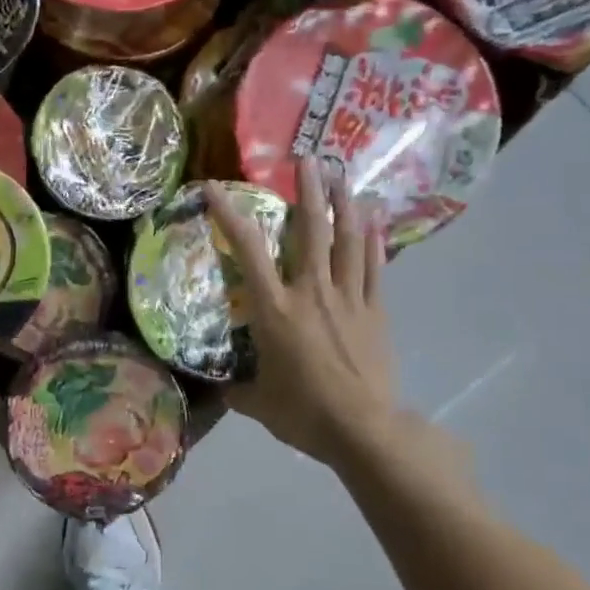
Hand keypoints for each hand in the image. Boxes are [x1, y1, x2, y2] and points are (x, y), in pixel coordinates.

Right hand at [207, 159, 468, 492]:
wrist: (362, 429)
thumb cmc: (303, 413)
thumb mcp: (257, 404)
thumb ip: (237, 390)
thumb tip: (223, 388)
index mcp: (275, 310)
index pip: (248, 252)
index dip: (229, 216)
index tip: (213, 188)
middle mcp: (311, 292)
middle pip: (311, 230)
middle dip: (310, 190)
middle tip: (309, 159)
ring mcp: (348, 298)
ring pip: (349, 240)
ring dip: (346, 205)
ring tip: (344, 177)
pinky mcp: (375, 311)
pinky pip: (373, 267)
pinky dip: (374, 241)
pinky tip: (375, 222)